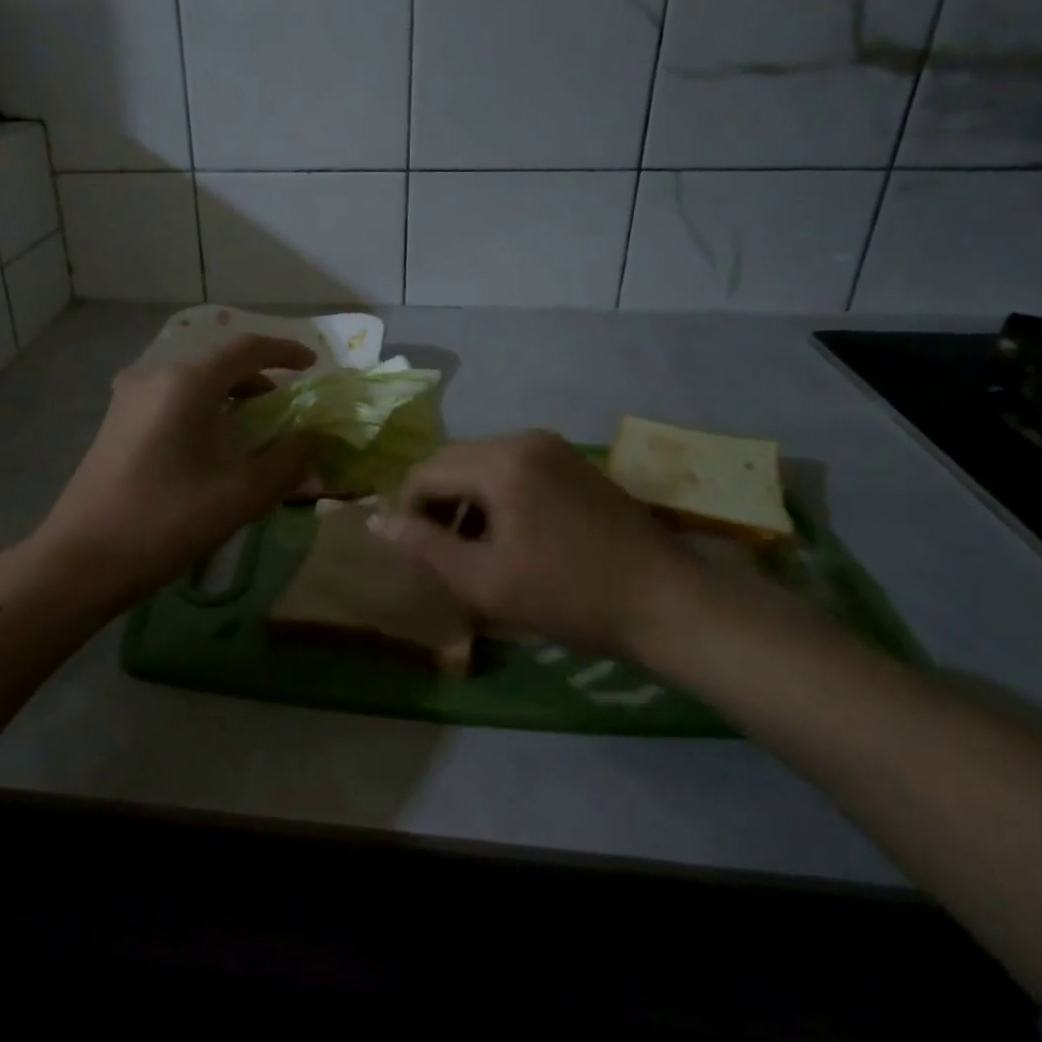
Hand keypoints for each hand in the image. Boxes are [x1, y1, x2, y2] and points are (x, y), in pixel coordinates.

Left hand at [34, 335, 316, 599]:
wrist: (81, 560)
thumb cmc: (167, 520)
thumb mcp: (242, 494)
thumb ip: (288, 461)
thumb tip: (313, 440)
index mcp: (187, 383)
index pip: (247, 349)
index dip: (285, 352)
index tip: (313, 365)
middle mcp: (154, 378)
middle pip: (218, 366)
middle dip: (258, 383)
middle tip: (285, 411)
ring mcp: (127, 401)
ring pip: (192, 387)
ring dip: (228, 401)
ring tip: (252, 435)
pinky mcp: (114, 426)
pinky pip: (170, 405)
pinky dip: (201, 414)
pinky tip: (209, 452)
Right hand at [369, 432, 699, 656]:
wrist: (666, 603)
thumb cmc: (568, 596)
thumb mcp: (484, 581)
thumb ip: (424, 547)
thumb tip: (375, 522)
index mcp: (500, 462)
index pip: (426, 471)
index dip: (407, 511)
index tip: (415, 553)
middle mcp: (523, 439)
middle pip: (452, 460)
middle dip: (435, 502)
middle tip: (441, 552)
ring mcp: (552, 447)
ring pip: (481, 463)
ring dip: (464, 499)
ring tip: (473, 548)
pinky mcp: (572, 461)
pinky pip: (512, 467)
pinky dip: (495, 494)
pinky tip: (510, 534)